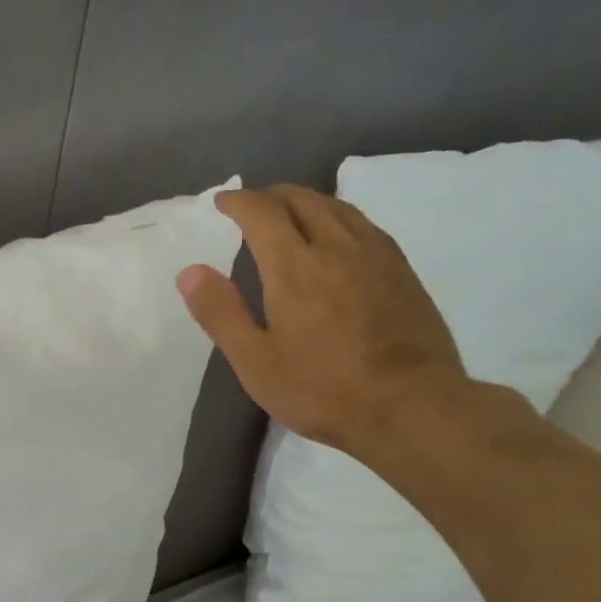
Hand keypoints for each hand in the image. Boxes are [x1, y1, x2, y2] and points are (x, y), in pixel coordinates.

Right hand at [178, 186, 468, 453]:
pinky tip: (338, 237)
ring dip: (307, 201)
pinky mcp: (402, 271)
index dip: (239, 201)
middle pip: (302, 200)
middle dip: (272, 196)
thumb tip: (190, 271)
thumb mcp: (256, 362)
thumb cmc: (321, 389)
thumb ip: (221, 313)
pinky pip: (364, 225)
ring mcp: (376, 255)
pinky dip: (338, 217)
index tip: (222, 202)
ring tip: (291, 214)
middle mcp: (337, 247)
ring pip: (338, 208)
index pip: (262, 213)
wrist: (410, 405)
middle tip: (252, 206)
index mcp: (294, 267)